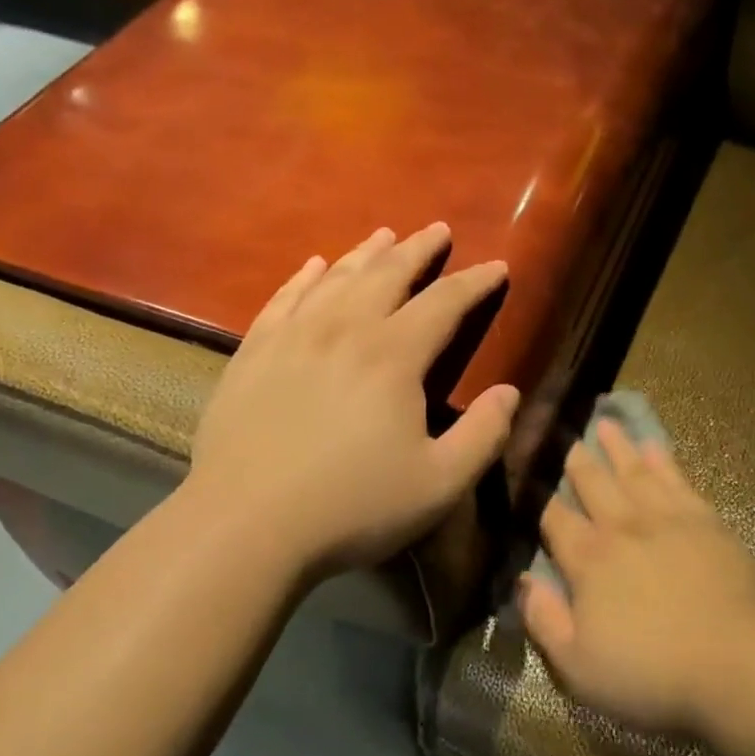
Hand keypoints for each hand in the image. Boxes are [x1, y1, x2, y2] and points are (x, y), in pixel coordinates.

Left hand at [181, 223, 517, 584]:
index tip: (496, 265)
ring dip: (365, 254)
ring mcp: (292, 338)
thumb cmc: (352, 507)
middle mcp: (344, 330)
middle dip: (418, 249)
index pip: (445, 303)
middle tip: (438, 230)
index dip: (474, 282)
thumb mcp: (440, 483)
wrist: (245, 526)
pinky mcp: (252, 355)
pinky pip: (283, 299)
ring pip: (336, 279)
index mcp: (393, 356)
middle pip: (388, 274)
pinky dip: (303, 278)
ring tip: (384, 235)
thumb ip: (484, 435)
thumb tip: (510, 392)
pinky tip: (312, 266)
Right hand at [521, 419, 754, 735]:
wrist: (736, 662)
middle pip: (592, 482)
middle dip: (575, 459)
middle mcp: (622, 526)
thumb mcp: (578, 666)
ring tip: (605, 423)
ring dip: (617, 447)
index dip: (537, 498)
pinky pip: (677, 479)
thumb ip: (544, 620)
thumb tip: (521, 581)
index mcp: (588, 559)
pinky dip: (662, 459)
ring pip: (633, 471)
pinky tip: (655, 445)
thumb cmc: (651, 672)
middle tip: (563, 434)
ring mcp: (665, 518)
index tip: (528, 476)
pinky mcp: (704, 519)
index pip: (554, 519)